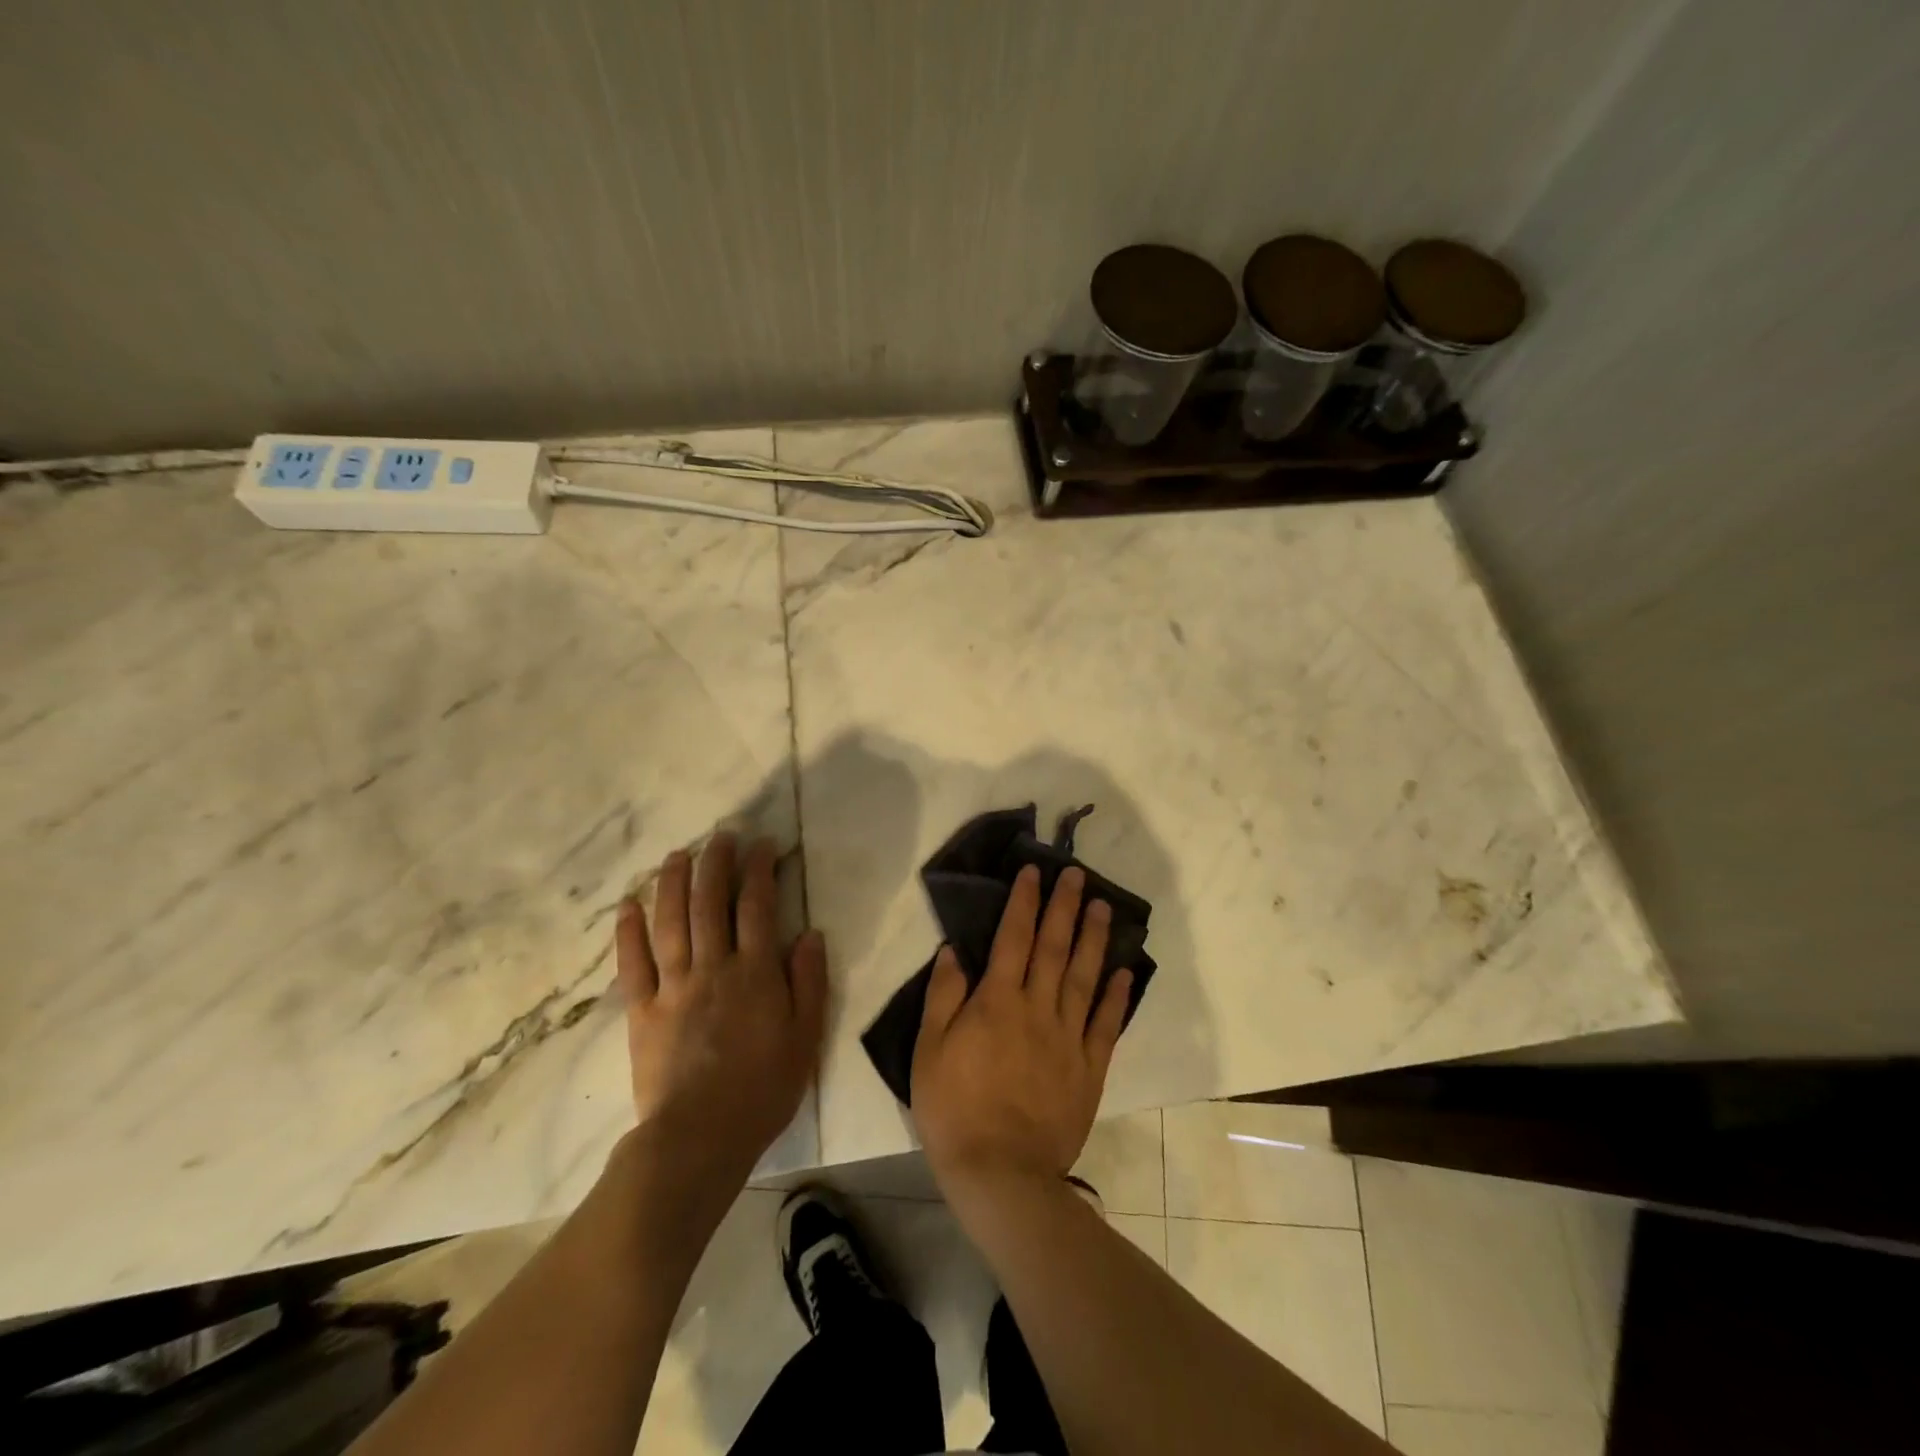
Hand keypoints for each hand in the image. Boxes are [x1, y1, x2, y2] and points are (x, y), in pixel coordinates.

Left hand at [615, 834, 826, 1183]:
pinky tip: (629, 905)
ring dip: (673, 884)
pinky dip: (629, 933)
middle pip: (711, 904)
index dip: (759, 870)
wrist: (699, 1139)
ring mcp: (673, 987)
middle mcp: (713, 968)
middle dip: (716, 864)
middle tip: (719, 835)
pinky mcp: (642, 1012)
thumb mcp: (805, 1038)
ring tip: (677, 854)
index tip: (762, 845)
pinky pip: (633, 965)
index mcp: (755, 973)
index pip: (757, 907)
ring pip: (671, 923)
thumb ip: (809, 983)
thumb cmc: (762, 1089)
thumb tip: (810, 934)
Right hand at [911, 865, 1131, 1199]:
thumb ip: (943, 997)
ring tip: (1102, 907)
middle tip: (1076, 874)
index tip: (1033, 872)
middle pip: (1053, 947)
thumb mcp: (929, 1051)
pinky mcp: (1089, 1068)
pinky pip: (1106, 1025)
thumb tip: (954, 951)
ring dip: (1094, 938)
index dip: (1023, 902)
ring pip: (1083, 977)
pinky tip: (1124, 972)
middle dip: (1064, 906)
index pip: (1012, 938)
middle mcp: (1037, 1009)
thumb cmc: (954, 1110)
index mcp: (997, 1002)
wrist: (1000, 1174)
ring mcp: (1068, 1038)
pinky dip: (1115, 996)